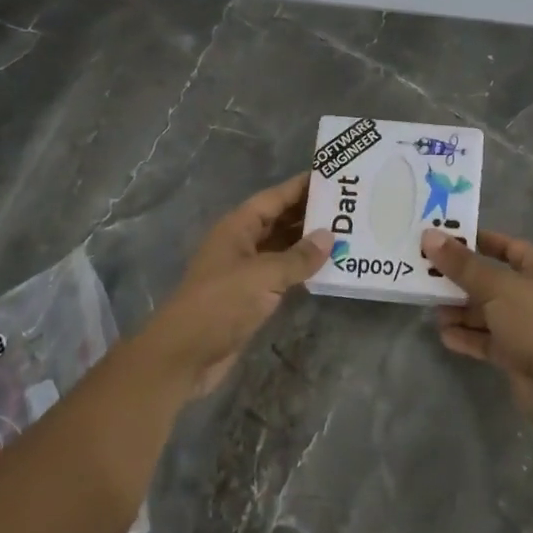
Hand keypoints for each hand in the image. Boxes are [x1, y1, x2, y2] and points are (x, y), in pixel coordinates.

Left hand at [142, 174, 332, 395]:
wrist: (184, 355)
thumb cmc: (220, 304)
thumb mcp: (263, 276)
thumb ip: (298, 257)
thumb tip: (329, 236)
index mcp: (238, 227)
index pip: (274, 198)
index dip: (301, 186)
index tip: (334, 177)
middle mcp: (241, 243)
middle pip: (279, 220)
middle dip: (310, 213)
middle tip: (348, 207)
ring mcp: (245, 270)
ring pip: (282, 247)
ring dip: (308, 242)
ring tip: (346, 233)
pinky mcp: (250, 296)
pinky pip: (281, 273)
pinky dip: (302, 269)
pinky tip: (327, 268)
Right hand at [423, 229, 532, 433]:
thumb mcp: (496, 286)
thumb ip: (462, 264)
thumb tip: (430, 236)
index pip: (507, 246)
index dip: (477, 242)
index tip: (444, 240)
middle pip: (493, 280)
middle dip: (461, 280)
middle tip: (428, 276)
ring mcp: (528, 327)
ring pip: (488, 312)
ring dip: (461, 311)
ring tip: (433, 309)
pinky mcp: (518, 356)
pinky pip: (488, 340)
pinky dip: (468, 337)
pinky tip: (444, 335)